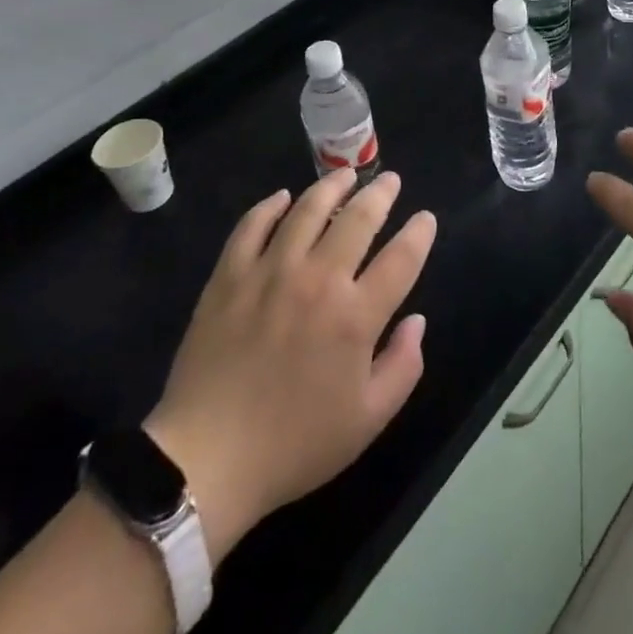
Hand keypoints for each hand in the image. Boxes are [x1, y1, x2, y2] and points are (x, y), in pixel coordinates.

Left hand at [143, 170, 435, 560]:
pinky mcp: (230, 275)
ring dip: (331, 186)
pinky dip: (270, 206)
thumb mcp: (367, 420)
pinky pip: (252, 225)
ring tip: (345, 174)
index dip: (419, 233)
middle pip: (358, 219)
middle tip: (389, 180)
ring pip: (307, 209)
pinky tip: (282, 197)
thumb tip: (417, 320)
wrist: (207, 459)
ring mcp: (270, 271)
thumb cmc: (294, 444)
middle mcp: (318, 280)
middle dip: (381, 194)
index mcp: (356, 316)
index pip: (401, 258)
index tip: (425, 218)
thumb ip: (403, 366)